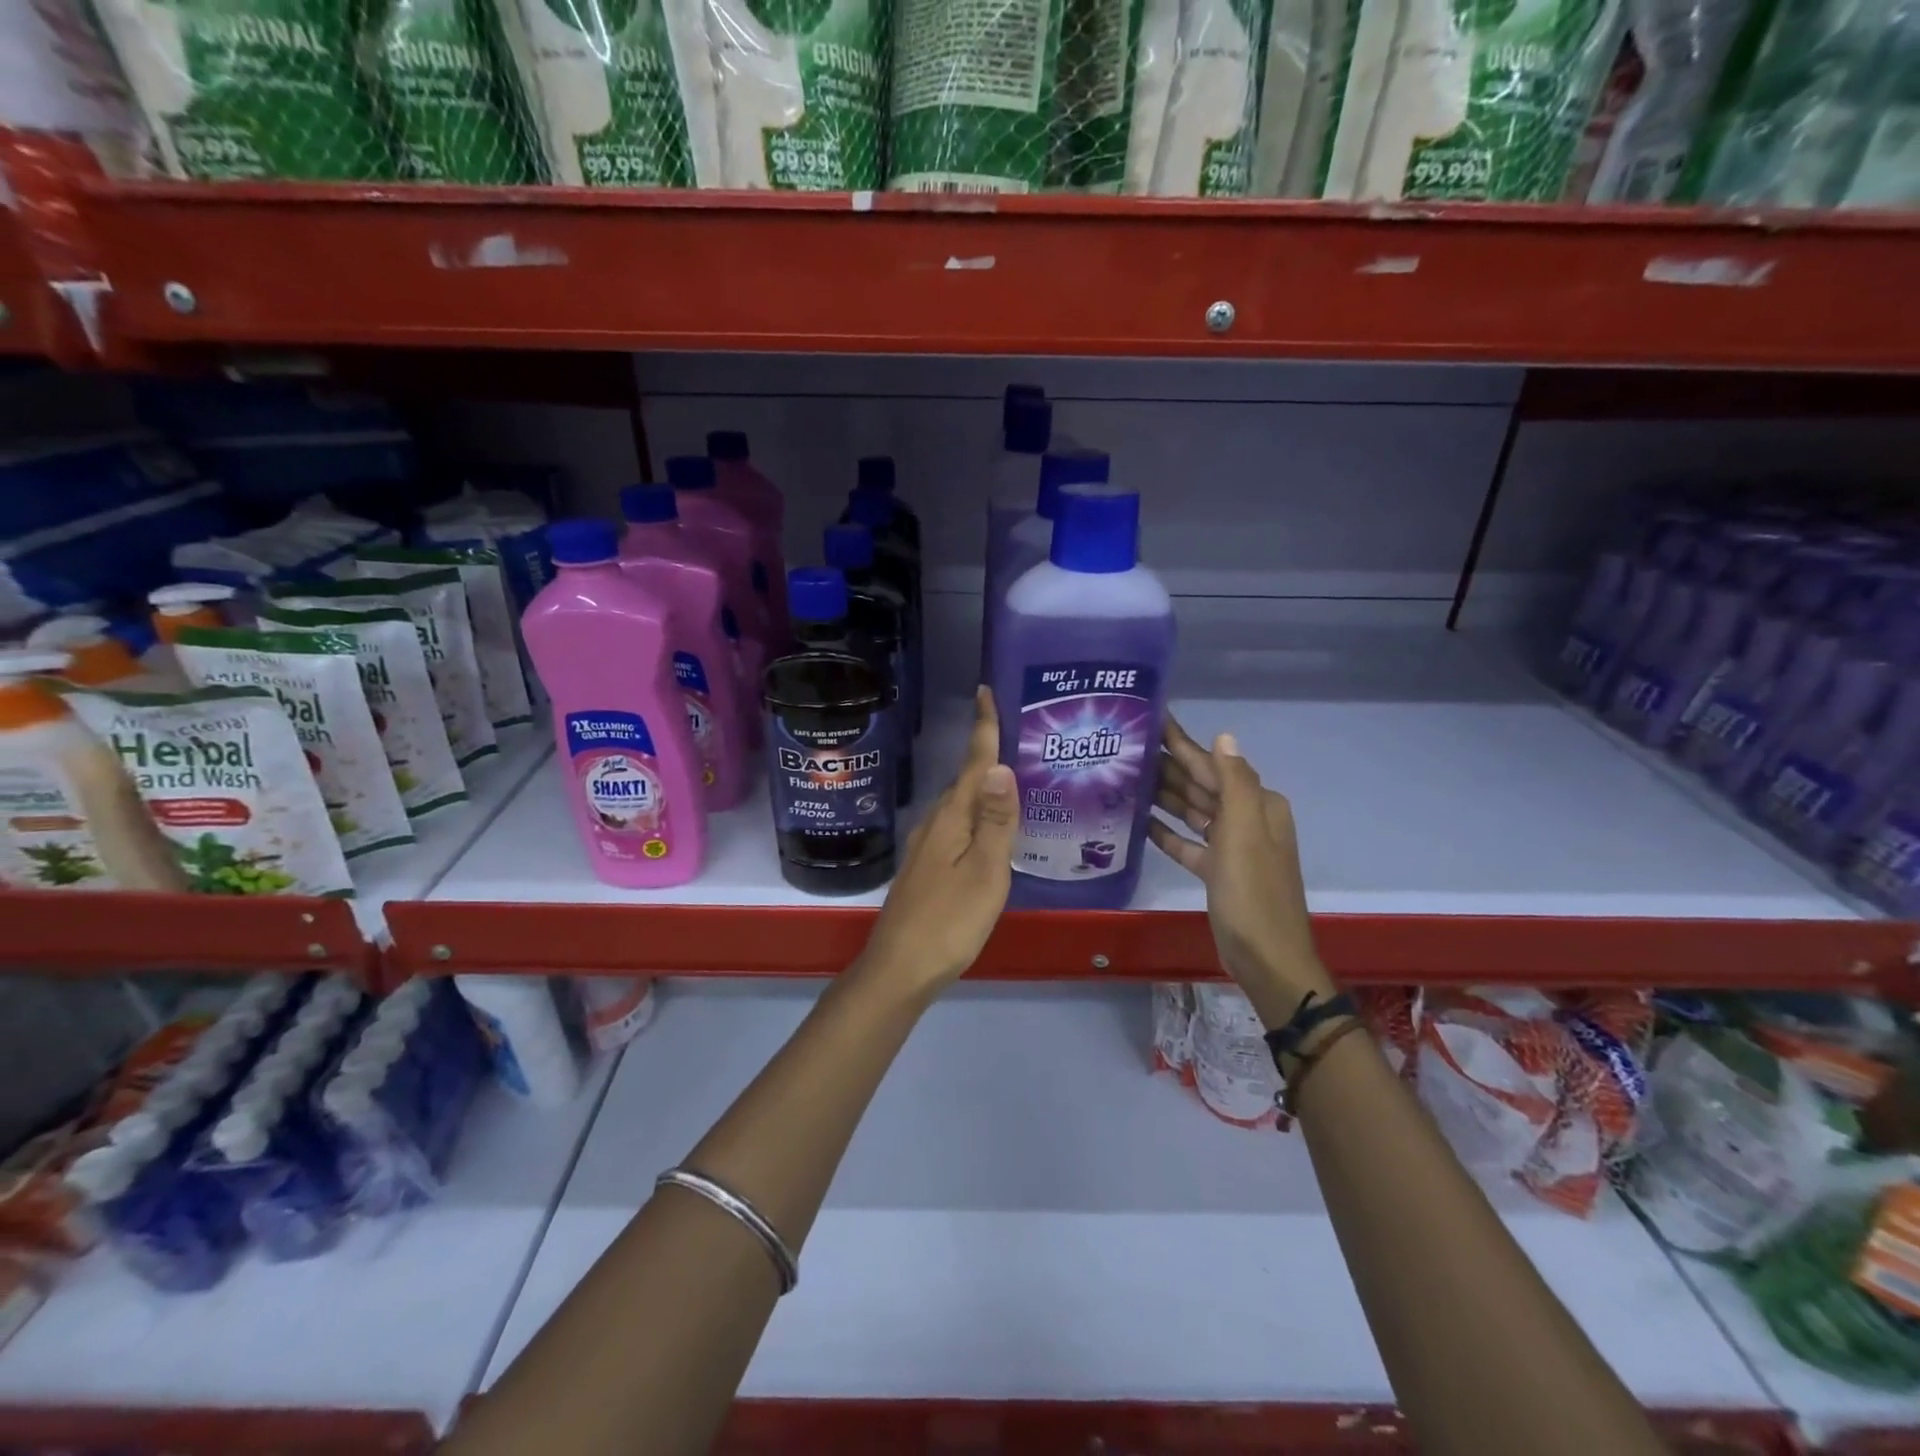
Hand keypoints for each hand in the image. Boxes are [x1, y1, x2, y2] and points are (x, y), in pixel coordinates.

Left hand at [855, 687, 1016, 1001]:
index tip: (987, 691)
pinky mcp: (927, 868)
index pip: (972, 764)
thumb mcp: (984, 872)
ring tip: (1014, 777)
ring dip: (982, 786)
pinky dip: (977, 815)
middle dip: (988, 753)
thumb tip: (999, 766)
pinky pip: (957, 826)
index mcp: (951, 819)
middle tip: (1021, 734)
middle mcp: (935, 824)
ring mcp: (927, 847)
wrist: (899, 970)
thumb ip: (994, 821)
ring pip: (960, 805)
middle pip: (965, 780)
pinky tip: (991, 828)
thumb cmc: (949, 921)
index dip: (983, 728)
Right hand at [1148, 715, 1333, 1025]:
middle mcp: (1246, 819)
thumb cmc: (1253, 893)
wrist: (1266, 958)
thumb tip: (1223, 735)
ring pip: (1193, 812)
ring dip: (1164, 795)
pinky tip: (1141, 821)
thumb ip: (1234, 782)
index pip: (1213, 764)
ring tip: (1127, 777)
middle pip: (1201, 785)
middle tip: (1127, 746)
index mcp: (1256, 805)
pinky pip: (1188, 843)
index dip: (1183, 743)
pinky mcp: (1216, 872)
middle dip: (1168, 765)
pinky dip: (1168, 831)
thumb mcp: (1244, 833)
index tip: (1153, 719)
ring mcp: (1231, 847)